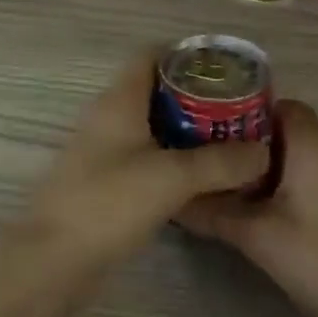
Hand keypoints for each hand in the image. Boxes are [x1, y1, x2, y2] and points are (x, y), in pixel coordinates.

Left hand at [0, 50, 268, 316]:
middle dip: (196, 95)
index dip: (187, 55)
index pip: (151, 56)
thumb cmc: (108, 203)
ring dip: (187, 130)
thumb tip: (264, 152)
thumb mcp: (172, 178)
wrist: (52, 261)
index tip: (226, 69)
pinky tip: (202, 177)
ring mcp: (104, 151)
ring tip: (229, 140)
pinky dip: (173, 159)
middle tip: (237, 109)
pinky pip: (146, 157)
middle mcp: (109, 118)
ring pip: (152, 126)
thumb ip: (221, 162)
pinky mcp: (106, 182)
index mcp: (119, 101)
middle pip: (156, 91)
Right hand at [180, 100, 317, 316]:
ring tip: (241, 194)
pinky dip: (300, 186)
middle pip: (289, 130)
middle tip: (217, 170)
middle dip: (253, 147)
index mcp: (313, 140)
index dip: (240, 117)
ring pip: (308, 155)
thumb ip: (213, 213)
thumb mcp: (258, 237)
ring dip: (277, 170)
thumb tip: (173, 200)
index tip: (211, 139)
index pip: (273, 105)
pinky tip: (281, 217)